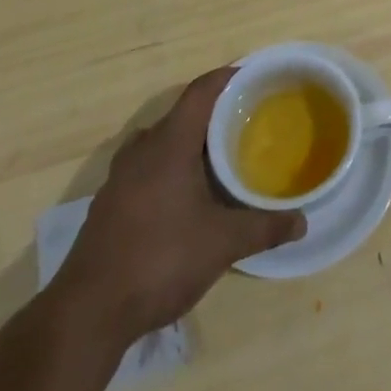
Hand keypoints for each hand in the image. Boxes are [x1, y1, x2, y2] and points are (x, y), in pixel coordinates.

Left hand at [47, 67, 304, 340]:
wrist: (88, 314)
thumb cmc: (159, 260)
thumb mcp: (223, 244)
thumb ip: (264, 227)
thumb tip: (302, 222)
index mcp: (169, 144)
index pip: (200, 92)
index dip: (227, 78)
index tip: (254, 77)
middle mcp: (141, 151)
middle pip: (181, 116)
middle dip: (214, 114)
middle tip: (249, 121)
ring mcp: (119, 179)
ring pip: (161, 144)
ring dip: (189, 143)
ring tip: (221, 157)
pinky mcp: (109, 206)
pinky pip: (146, 169)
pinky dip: (170, 169)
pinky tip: (188, 197)